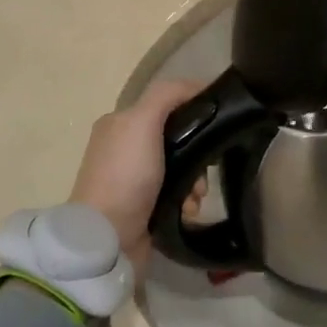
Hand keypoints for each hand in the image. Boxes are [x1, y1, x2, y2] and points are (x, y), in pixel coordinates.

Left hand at [69, 79, 206, 271]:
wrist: (107, 240)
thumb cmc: (125, 175)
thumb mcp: (142, 122)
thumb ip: (167, 95)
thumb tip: (198, 87)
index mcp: (119, 123)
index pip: (166, 104)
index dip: (194, 109)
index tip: (219, 122)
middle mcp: (123, 148)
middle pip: (177, 137)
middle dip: (197, 152)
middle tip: (208, 169)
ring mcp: (132, 180)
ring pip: (179, 167)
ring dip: (195, 180)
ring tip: (197, 196)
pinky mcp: (142, 208)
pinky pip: (175, 194)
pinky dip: (186, 200)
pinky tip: (189, 209)